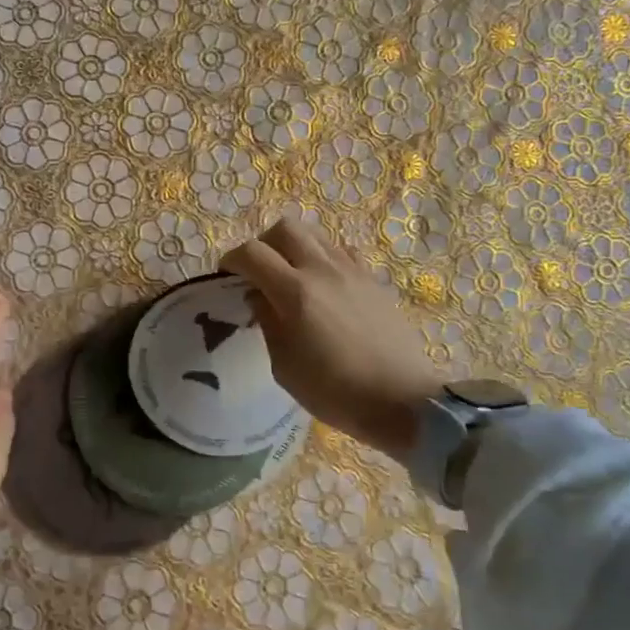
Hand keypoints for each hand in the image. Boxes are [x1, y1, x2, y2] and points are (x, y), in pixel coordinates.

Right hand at [221, 218, 443, 458]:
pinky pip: (342, 251)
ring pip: (316, 234)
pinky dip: (324, 257)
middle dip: (263, 244)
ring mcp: (352, 271)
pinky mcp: (373, 280)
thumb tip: (259, 296)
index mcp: (295, 292)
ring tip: (290, 274)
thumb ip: (268, 322)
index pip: (253, 253)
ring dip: (294, 246)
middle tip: (259, 271)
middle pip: (285, 228)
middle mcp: (322, 270)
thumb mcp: (284, 366)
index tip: (227, 276)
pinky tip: (323, 284)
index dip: (232, 260)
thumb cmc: (335, 391)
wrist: (402, 400)